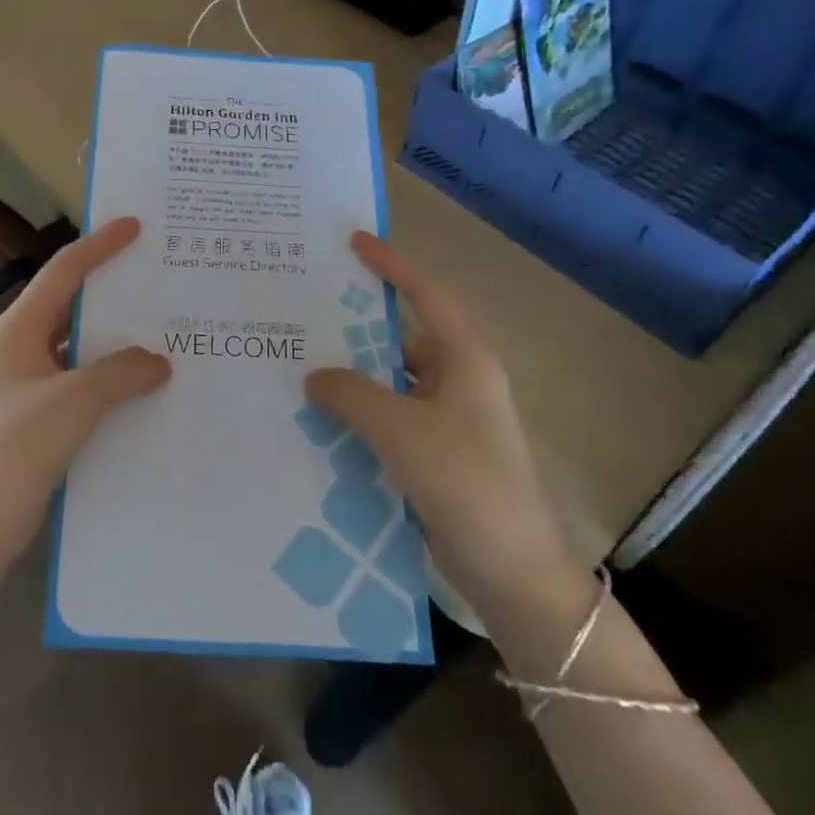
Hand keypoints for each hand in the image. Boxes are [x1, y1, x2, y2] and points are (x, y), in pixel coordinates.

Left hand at [0, 217, 171, 559]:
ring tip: (160, 329)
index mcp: (20, 329)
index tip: (134, 225)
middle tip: (155, 275)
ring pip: (78, 346)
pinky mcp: (36, 417)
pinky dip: (109, 377)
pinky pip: (80, 381)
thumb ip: (121, 372)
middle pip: (70, 303)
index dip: (99, 245)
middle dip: (111, 289)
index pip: (64, 271)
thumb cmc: (18, 447)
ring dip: (114, 338)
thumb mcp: (76, 400)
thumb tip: (158, 361)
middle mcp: (21, 347)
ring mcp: (27, 384)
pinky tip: (142, 387)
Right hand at [306, 232, 573, 600]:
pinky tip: (321, 421)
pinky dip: (360, 414)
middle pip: (402, 337)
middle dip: (356, 328)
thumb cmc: (466, 483)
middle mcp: (459, 381)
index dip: (391, 264)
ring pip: (392, 382)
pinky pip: (391, 418)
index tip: (354, 242)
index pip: (426, 295)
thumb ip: (352, 393)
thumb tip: (315, 375)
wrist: (513, 573)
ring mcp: (449, 420)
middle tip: (306, 314)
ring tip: (301, 367)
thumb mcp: (401, 430)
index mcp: (465, 360)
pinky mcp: (438, 454)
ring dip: (354, 377)